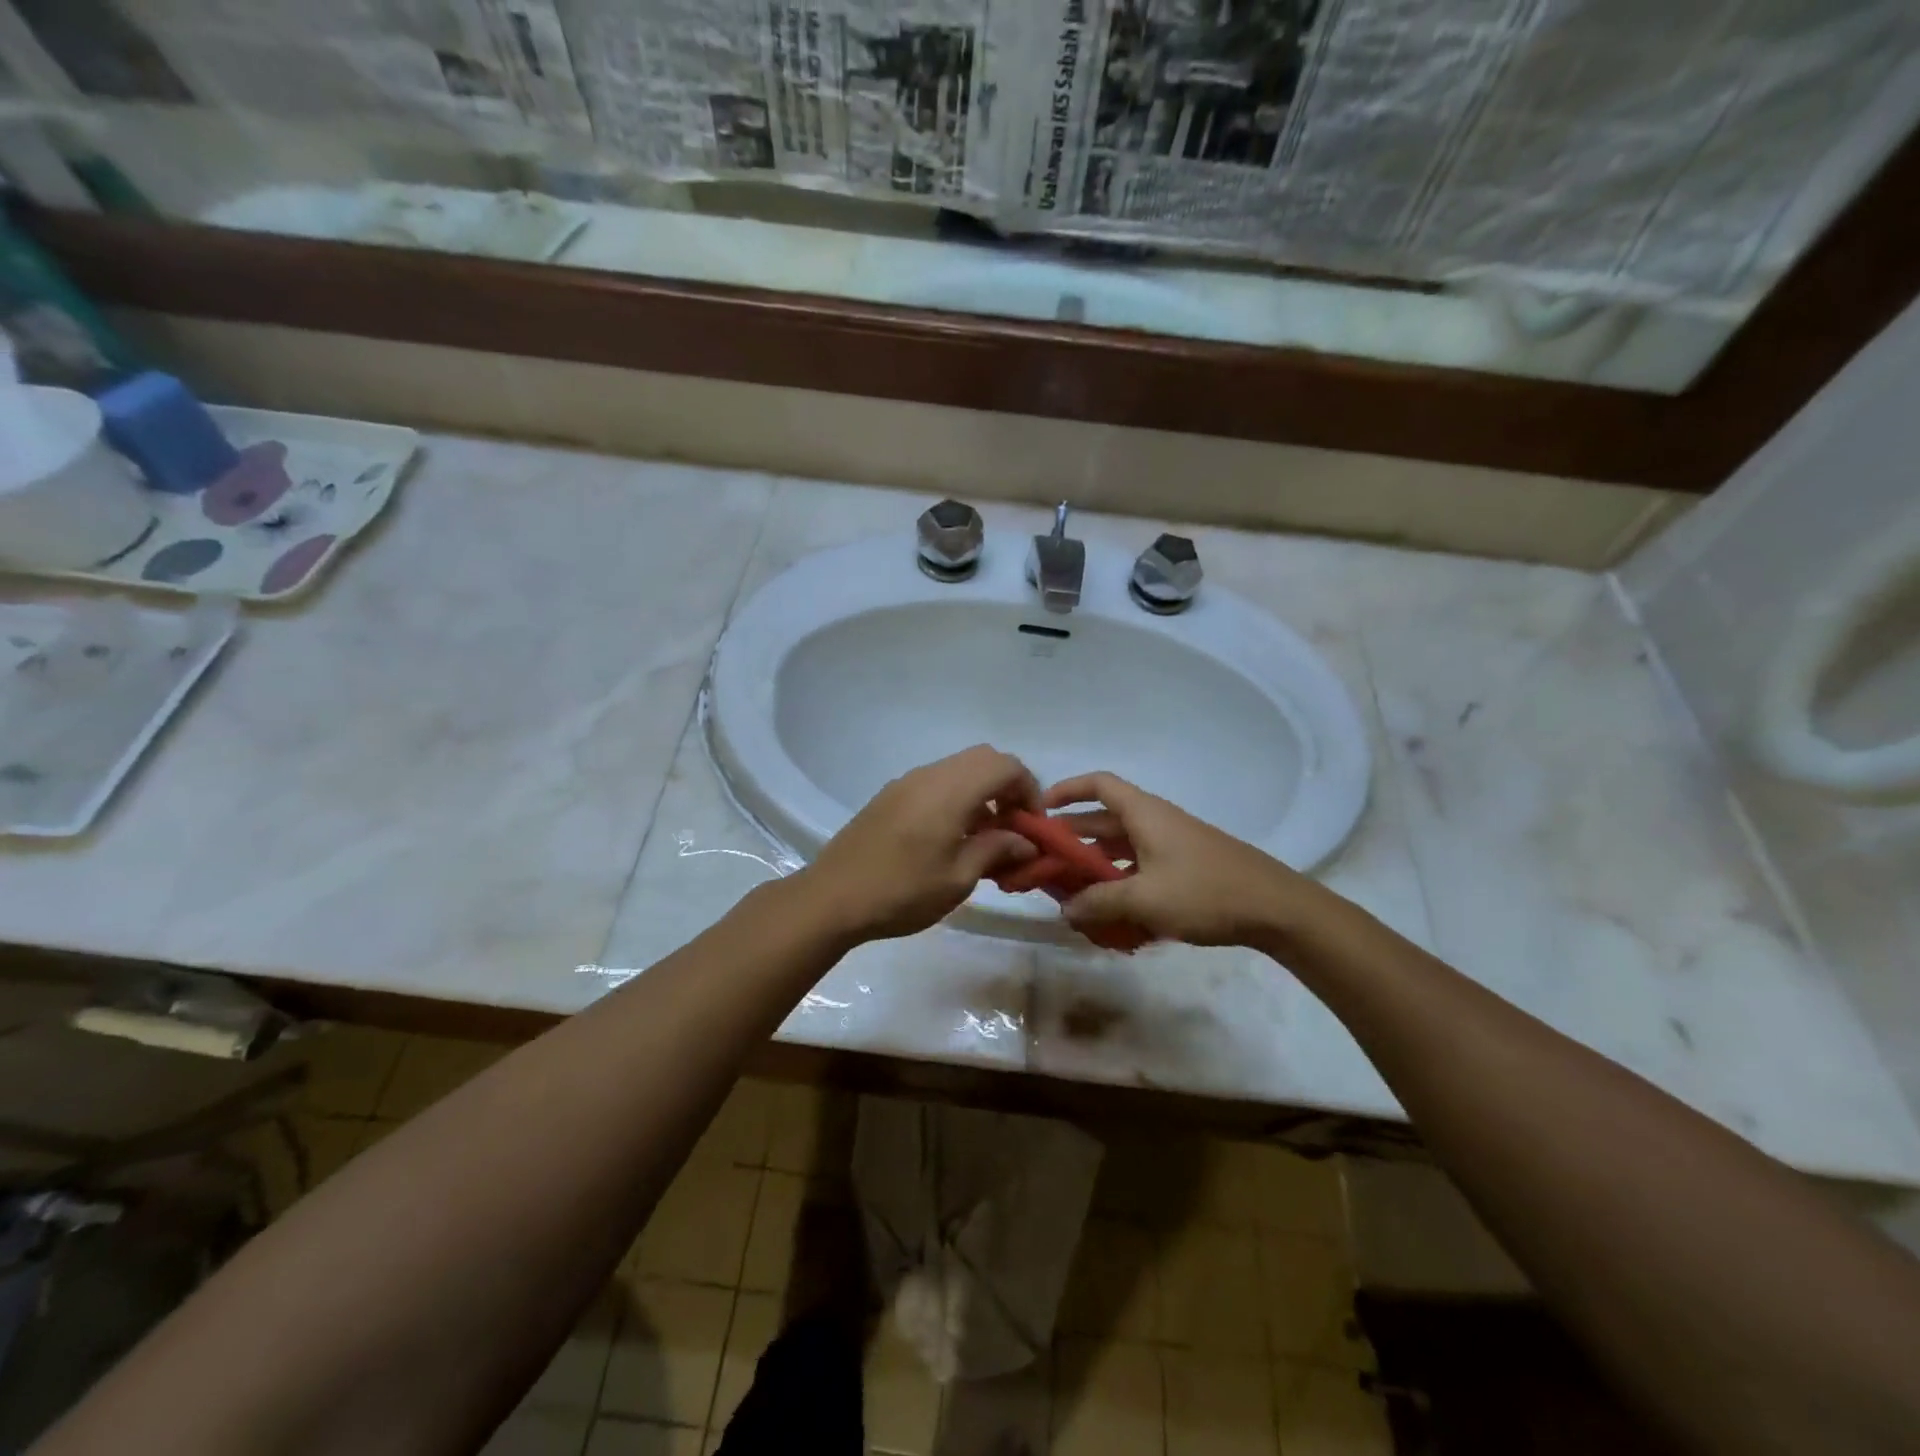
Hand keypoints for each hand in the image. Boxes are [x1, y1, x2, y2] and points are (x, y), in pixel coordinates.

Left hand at [798, 745, 1039, 942]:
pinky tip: (951, 836)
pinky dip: (956, 797)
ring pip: (958, 768)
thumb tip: (1025, 841)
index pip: (1006, 766)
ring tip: (984, 836)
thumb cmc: (901, 892)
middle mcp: (929, 775)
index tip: (1032, 826)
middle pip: (983, 759)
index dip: (1029, 789)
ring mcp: (906, 783)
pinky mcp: (890, 795)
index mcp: (950, 791)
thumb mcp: (958, 878)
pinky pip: (936, 782)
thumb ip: (996, 850)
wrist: (831, 898)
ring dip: (981, 791)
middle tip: (1013, 826)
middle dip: (1008, 786)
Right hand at [1041, 771, 1319, 947]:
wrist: (1276, 908)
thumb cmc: (1205, 892)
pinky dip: (1121, 885)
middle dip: (1072, 841)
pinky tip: (1112, 917)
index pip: (1098, 784)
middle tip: (1045, 865)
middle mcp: (1154, 823)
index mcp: (1144, 814)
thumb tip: (1065, 910)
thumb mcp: (1144, 899)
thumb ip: (1099, 903)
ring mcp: (1171, 846)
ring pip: (1121, 850)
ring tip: (1071, 897)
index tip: (1041, 811)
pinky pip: (1140, 869)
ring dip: (1095, 869)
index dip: (1067, 790)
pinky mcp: (1184, 869)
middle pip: (1103, 821)